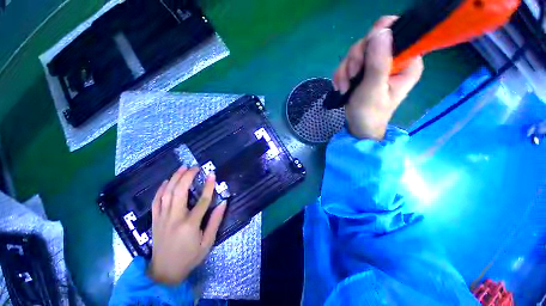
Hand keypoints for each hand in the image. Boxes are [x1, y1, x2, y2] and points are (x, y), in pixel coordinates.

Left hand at [148, 166, 226, 284]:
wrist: (164, 272)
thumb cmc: (189, 257)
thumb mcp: (207, 243)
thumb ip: (215, 221)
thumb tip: (223, 203)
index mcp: (190, 225)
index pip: (202, 201)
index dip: (209, 186)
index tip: (212, 174)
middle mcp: (174, 218)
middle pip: (180, 192)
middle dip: (188, 176)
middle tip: (195, 167)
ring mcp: (162, 218)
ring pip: (167, 193)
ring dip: (175, 178)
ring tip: (182, 168)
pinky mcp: (155, 220)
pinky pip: (156, 201)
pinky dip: (161, 189)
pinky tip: (167, 181)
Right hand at [333, 16, 423, 139]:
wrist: (358, 126)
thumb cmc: (370, 113)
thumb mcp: (373, 89)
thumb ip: (378, 62)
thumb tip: (381, 30)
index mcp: (407, 62)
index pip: (396, 32)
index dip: (377, 39)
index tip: (364, 59)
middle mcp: (394, 58)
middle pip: (371, 40)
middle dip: (356, 59)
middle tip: (352, 77)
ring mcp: (376, 64)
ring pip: (357, 51)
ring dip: (346, 70)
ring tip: (344, 87)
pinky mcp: (363, 70)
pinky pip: (348, 62)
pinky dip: (341, 74)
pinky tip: (341, 87)